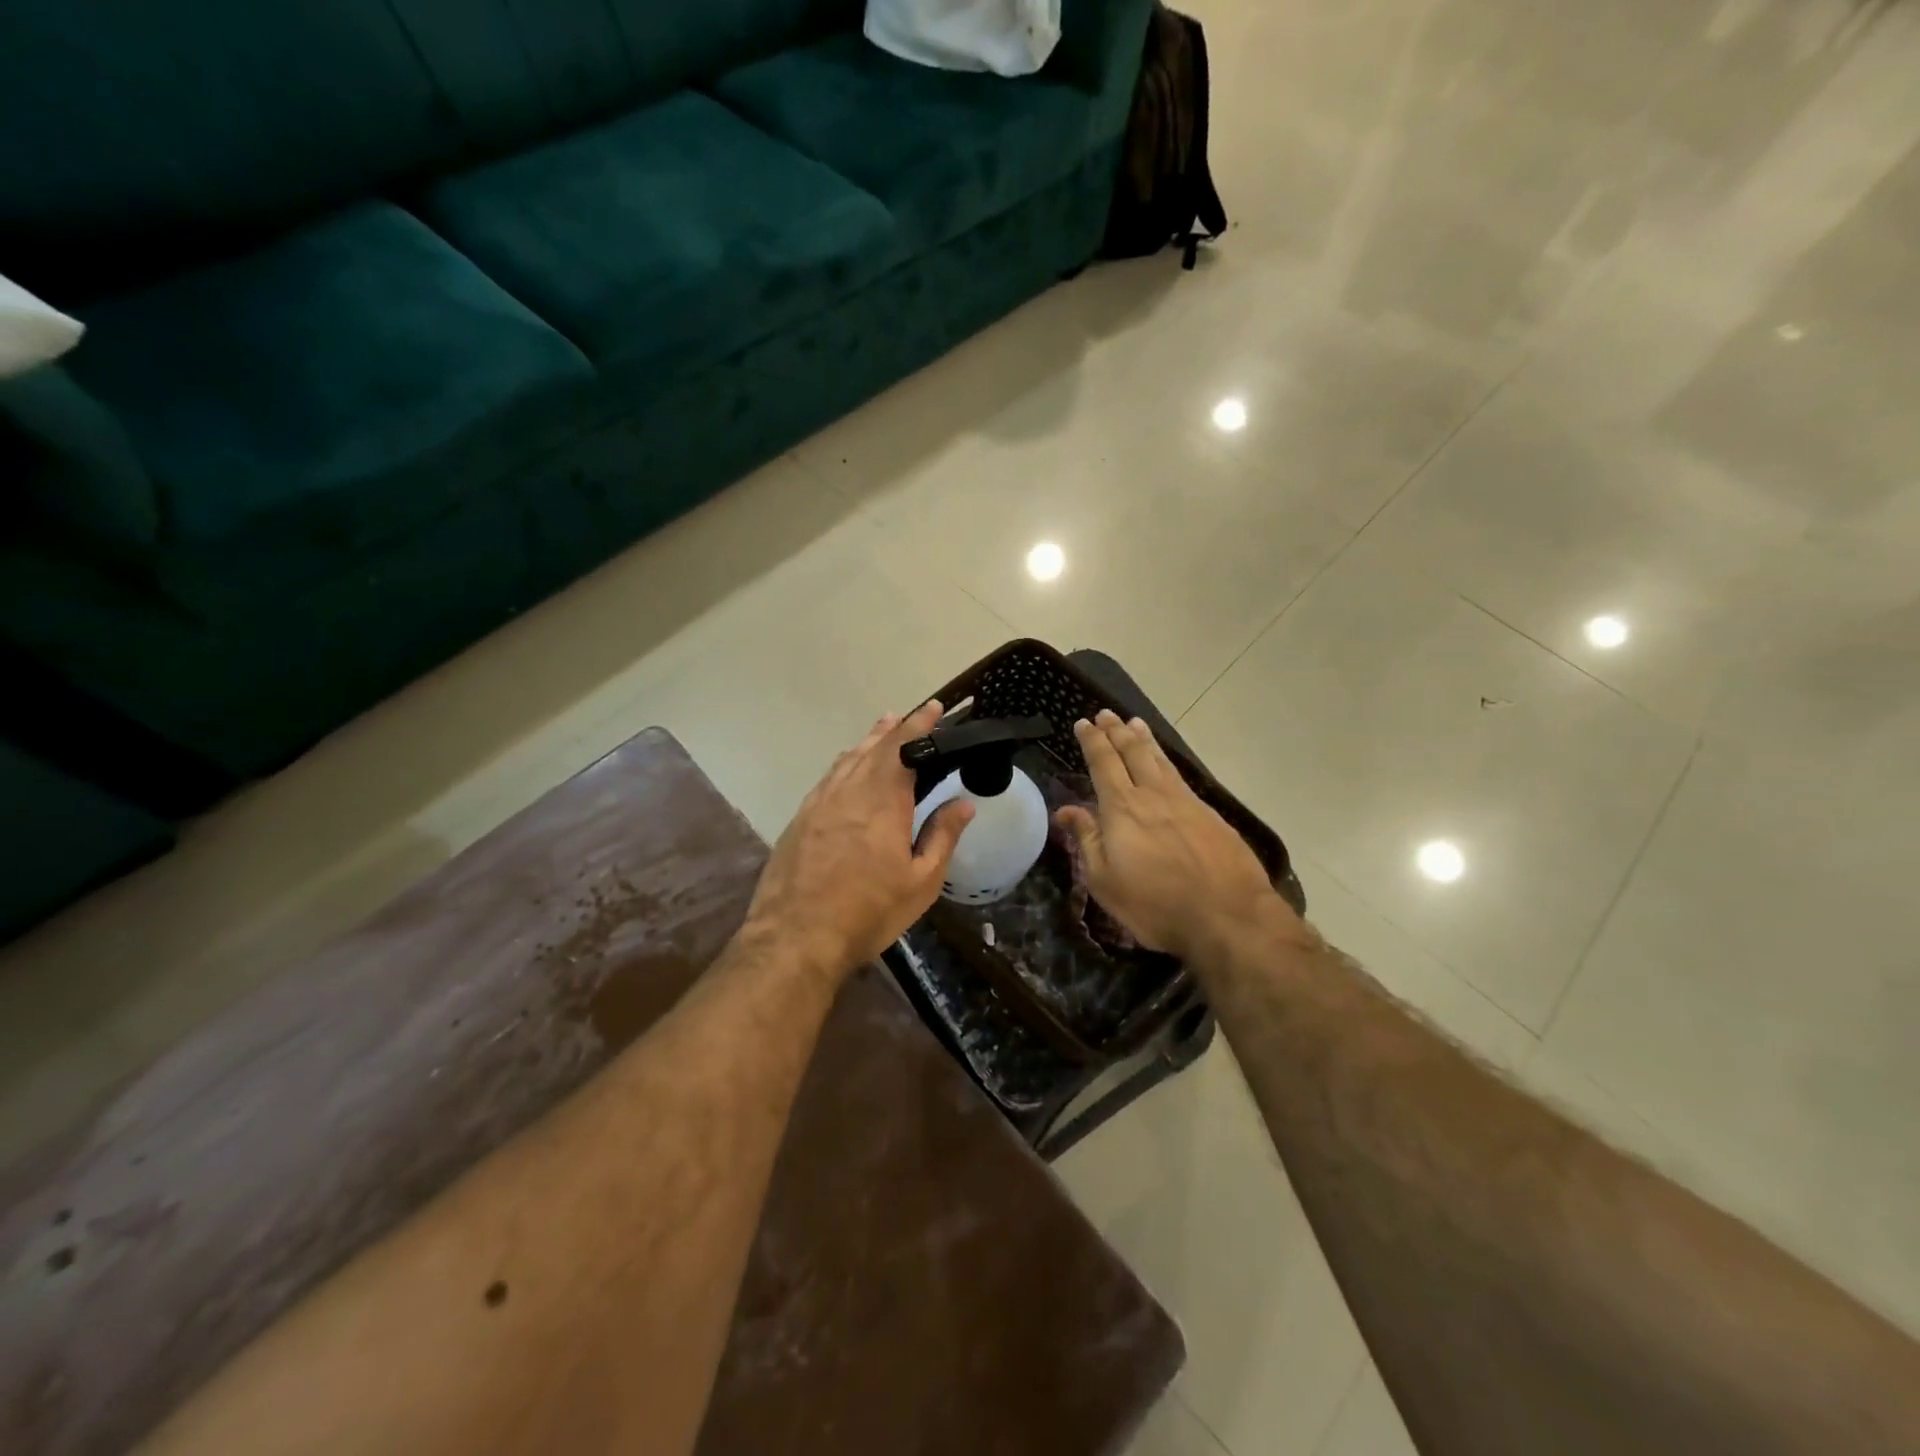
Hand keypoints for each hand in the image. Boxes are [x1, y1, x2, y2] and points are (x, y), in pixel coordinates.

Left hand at [744, 701, 974, 984]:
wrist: (795, 937)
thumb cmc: (868, 912)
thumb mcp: (921, 882)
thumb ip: (942, 837)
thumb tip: (964, 804)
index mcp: (884, 801)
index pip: (905, 748)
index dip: (920, 725)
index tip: (934, 708)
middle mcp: (849, 791)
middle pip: (874, 748)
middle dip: (896, 728)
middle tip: (913, 715)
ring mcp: (819, 803)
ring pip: (848, 760)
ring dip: (869, 742)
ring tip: (883, 729)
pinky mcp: (800, 819)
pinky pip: (828, 778)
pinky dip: (845, 764)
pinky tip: (848, 768)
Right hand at [1055, 710, 1292, 961]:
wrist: (1228, 916)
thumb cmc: (1156, 905)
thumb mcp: (1105, 881)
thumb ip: (1086, 840)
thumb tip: (1065, 809)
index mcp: (1122, 808)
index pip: (1103, 763)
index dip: (1092, 741)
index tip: (1084, 723)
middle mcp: (1153, 795)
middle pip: (1132, 752)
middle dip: (1116, 731)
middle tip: (1106, 714)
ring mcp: (1185, 802)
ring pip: (1160, 759)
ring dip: (1144, 738)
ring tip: (1134, 723)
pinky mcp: (1210, 814)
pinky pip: (1180, 775)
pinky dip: (1166, 759)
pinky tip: (1166, 762)